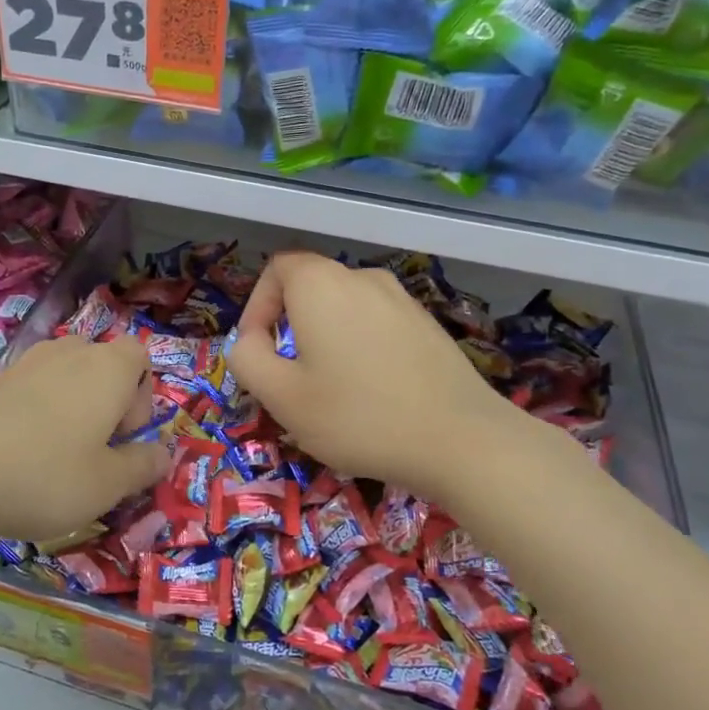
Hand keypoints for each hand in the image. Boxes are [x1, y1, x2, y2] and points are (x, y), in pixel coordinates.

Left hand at [0, 334, 169, 543]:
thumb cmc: (45, 474)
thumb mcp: (107, 485)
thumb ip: (142, 466)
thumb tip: (164, 454)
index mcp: (107, 369)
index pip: (140, 355)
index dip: (143, 394)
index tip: (125, 435)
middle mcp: (68, 354)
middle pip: (101, 363)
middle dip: (107, 400)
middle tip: (95, 448)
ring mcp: (24, 364)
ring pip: (63, 375)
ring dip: (70, 406)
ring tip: (56, 454)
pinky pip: (29, 390)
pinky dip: (35, 414)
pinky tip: (18, 455)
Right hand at [225, 252, 552, 501]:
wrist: (461, 440)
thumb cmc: (358, 416)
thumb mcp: (281, 396)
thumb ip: (247, 358)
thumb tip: (250, 340)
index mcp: (321, 284)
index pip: (277, 268)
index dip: (257, 305)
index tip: (259, 350)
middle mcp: (363, 278)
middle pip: (311, 287)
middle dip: (290, 327)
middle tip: (289, 378)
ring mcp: (402, 300)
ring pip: (344, 308)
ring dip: (325, 339)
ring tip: (330, 391)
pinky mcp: (428, 325)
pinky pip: (376, 324)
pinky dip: (360, 348)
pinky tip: (372, 395)